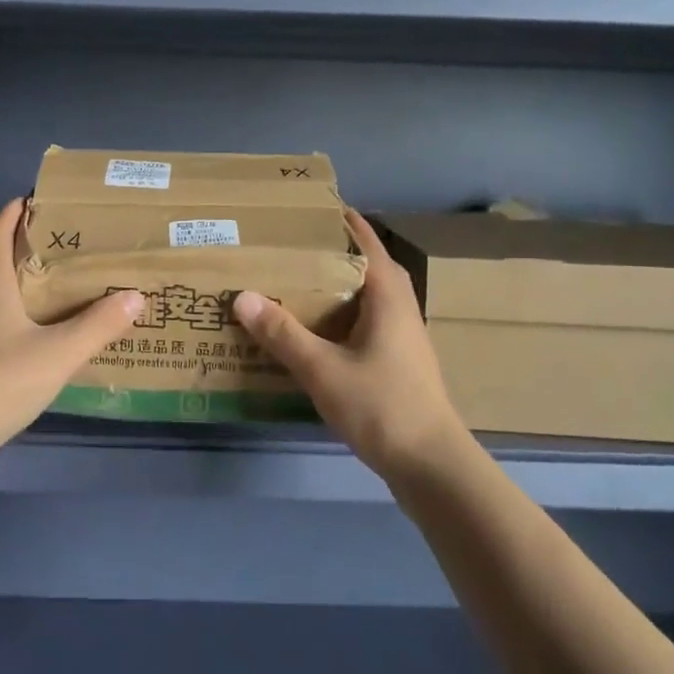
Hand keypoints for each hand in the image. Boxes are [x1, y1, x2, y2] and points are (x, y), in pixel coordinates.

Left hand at [0, 198, 143, 450]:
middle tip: (64, 242)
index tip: (36, 199)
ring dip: (20, 279)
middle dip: (24, 244)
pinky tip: (38, 330)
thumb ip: (99, 324)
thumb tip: (136, 296)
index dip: (13, 212)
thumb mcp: (59, 352)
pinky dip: (15, 309)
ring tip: (58, 282)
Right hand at [233, 210, 468, 477]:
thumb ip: (282, 333)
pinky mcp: (399, 364)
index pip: (368, 244)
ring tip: (298, 283)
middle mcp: (401, 310)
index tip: (314, 207)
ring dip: (339, 286)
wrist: (431, 466)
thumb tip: (242, 296)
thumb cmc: (381, 406)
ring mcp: (404, 339)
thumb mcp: (322, 369)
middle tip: (295, 246)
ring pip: (369, 298)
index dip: (345, 223)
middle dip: (336, 254)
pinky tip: (316, 332)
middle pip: (370, 268)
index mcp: (388, 298)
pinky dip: (342, 316)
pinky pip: (367, 324)